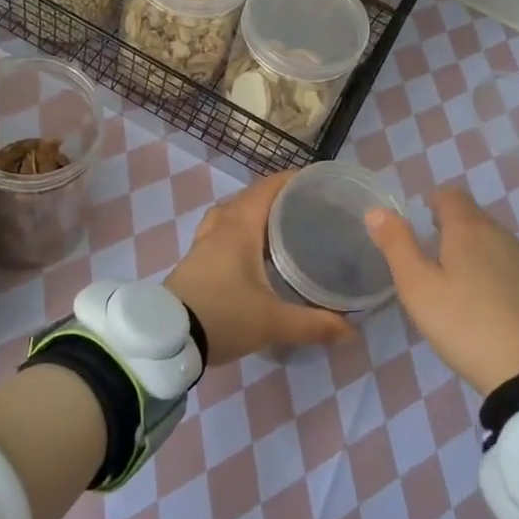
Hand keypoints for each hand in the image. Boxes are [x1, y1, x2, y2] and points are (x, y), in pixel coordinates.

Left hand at [165, 171, 354, 364]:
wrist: (167, 338)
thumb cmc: (222, 316)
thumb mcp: (273, 322)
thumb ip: (313, 324)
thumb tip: (351, 330)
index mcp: (239, 228)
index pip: (266, 189)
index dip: (290, 179)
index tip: (314, 180)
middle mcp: (220, 227)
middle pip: (248, 198)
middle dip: (275, 196)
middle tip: (304, 206)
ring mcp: (203, 243)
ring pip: (230, 214)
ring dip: (252, 212)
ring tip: (277, 226)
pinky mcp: (195, 261)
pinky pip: (220, 231)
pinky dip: (238, 231)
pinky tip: (250, 253)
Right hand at [366, 188, 518, 395]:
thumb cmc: (466, 324)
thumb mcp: (418, 287)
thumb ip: (396, 245)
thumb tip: (377, 210)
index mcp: (469, 230)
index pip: (451, 196)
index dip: (434, 203)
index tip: (423, 225)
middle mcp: (504, 238)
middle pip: (476, 221)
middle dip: (455, 232)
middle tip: (436, 263)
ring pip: (499, 248)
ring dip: (480, 259)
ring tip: (464, 292)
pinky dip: (505, 284)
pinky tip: (497, 315)